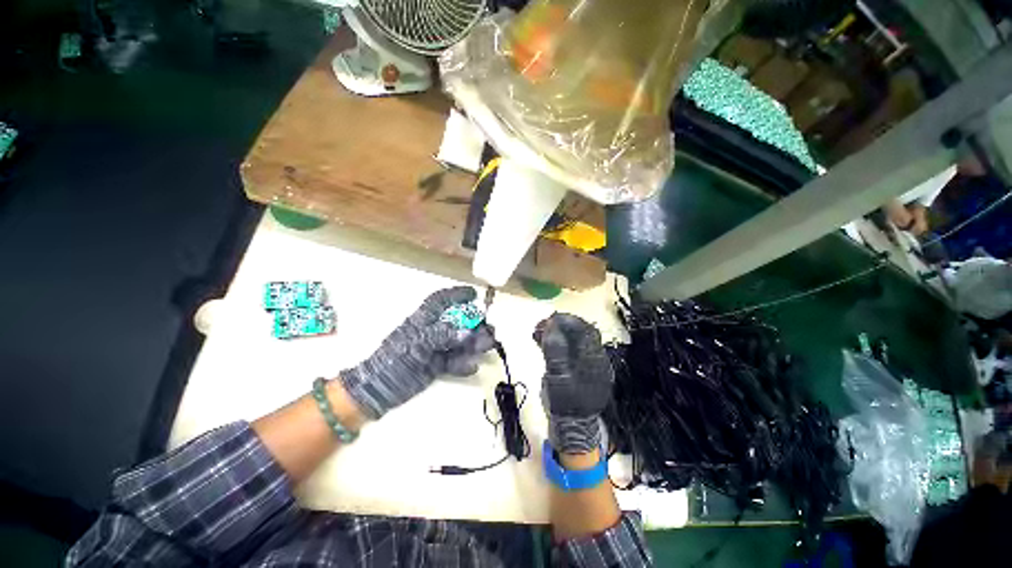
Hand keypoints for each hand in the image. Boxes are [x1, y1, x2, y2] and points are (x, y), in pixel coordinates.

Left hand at [340, 286, 494, 418]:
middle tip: (490, 329)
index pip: (441, 300)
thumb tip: (466, 333)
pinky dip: (464, 364)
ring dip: (474, 343)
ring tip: (487, 346)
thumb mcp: (415, 344)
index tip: (474, 294)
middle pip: (458, 323)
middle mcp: (432, 331)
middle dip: (475, 324)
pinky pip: (455, 361)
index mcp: (423, 320)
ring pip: (459, 342)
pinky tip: (472, 367)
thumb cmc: (393, 360)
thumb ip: (441, 335)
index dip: (457, 294)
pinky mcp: (437, 365)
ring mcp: (435, 349)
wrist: (378, 389)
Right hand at [534, 313, 613, 454]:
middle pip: (580, 332)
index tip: (548, 319)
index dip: (566, 321)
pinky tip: (545, 341)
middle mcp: (594, 358)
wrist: (572, 428)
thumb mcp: (557, 376)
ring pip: (574, 339)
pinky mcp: (579, 368)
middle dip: (560, 325)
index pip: (584, 330)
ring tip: (539, 332)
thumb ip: (555, 350)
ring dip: (557, 332)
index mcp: (593, 359)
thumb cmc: (565, 404)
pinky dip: (557, 342)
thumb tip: (551, 325)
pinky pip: (570, 348)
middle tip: (541, 325)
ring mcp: (587, 363)